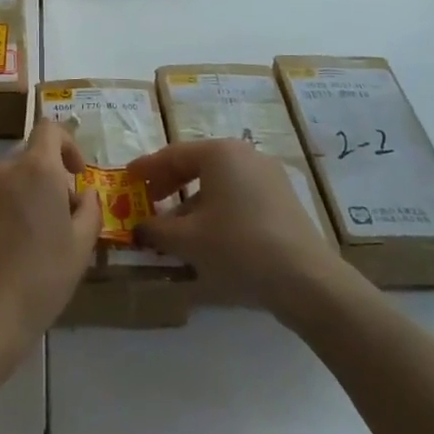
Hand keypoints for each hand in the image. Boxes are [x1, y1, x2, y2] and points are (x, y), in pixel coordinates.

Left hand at [0, 120, 99, 357]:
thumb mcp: (82, 246)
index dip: (66, 143)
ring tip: (25, 244)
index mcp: (36, 170)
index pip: (48, 128)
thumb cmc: (43, 277)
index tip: (74, 174)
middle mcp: (0, 171)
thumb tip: (83, 193)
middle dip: (43, 182)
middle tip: (55, 221)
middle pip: (26, 161)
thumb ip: (89, 208)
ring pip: (1, 185)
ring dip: (16, 201)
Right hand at [130, 138, 340, 316]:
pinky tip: (208, 236)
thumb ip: (156, 230)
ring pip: (219, 183)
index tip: (127, 178)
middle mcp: (245, 155)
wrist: (306, 280)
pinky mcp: (283, 200)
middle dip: (169, 184)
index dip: (146, 168)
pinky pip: (239, 196)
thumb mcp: (187, 240)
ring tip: (175, 228)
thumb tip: (139, 228)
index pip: (173, 154)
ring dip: (192, 202)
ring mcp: (269, 176)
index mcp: (220, 153)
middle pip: (197, 165)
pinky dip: (217, 209)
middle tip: (148, 201)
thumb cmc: (238, 247)